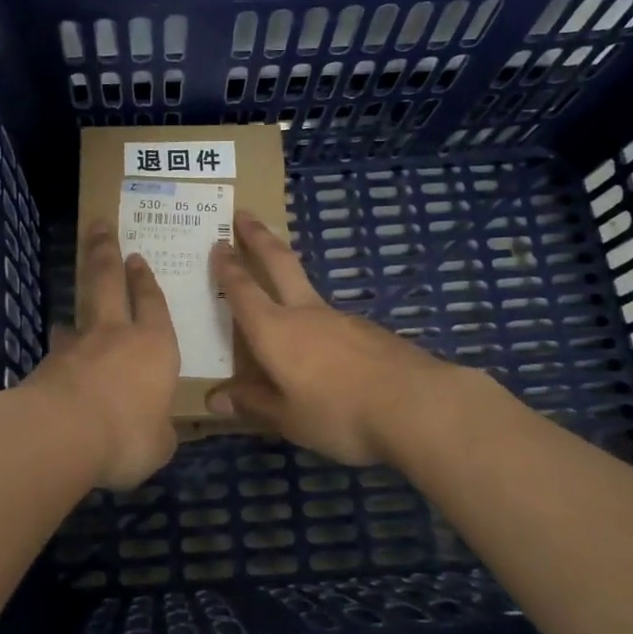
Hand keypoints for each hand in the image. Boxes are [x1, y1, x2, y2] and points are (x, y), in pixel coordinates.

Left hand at [24, 221, 181, 489]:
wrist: (60, 435)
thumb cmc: (127, 435)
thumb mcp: (158, 444)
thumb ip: (158, 431)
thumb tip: (155, 431)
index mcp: (154, 346)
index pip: (153, 303)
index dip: (146, 281)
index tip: (138, 258)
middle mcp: (115, 335)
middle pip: (109, 281)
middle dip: (106, 252)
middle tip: (100, 226)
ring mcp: (76, 347)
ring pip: (77, 316)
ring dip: (76, 310)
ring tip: (70, 314)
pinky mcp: (46, 366)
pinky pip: (57, 354)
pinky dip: (59, 355)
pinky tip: (55, 366)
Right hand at [209, 211, 472, 466]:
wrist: (418, 405)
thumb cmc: (340, 413)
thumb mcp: (289, 419)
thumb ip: (254, 404)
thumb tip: (215, 399)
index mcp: (275, 331)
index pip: (243, 290)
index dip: (228, 267)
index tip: (218, 243)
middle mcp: (305, 313)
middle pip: (278, 263)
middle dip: (258, 237)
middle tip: (245, 213)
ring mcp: (342, 318)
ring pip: (308, 290)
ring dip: (290, 278)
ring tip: (281, 294)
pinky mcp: (370, 331)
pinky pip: (333, 321)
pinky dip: (319, 322)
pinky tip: (326, 348)